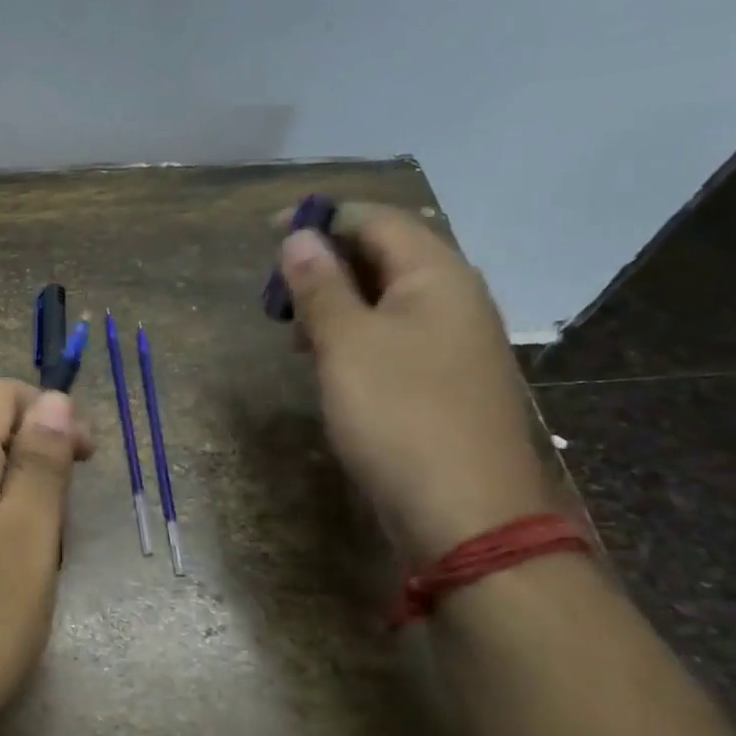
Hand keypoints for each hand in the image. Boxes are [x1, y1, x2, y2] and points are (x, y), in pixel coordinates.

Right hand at [279, 204, 548, 564]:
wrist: (466, 516)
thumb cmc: (399, 416)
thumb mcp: (346, 344)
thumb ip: (320, 285)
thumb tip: (299, 236)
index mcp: (437, 275)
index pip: (376, 219)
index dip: (322, 219)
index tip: (269, 235)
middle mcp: (455, 298)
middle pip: (385, 255)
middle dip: (327, 264)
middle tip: (278, 294)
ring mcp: (455, 342)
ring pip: (388, 299)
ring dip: (338, 302)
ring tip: (296, 332)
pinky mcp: (446, 381)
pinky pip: (396, 336)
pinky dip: (357, 335)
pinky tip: (330, 363)